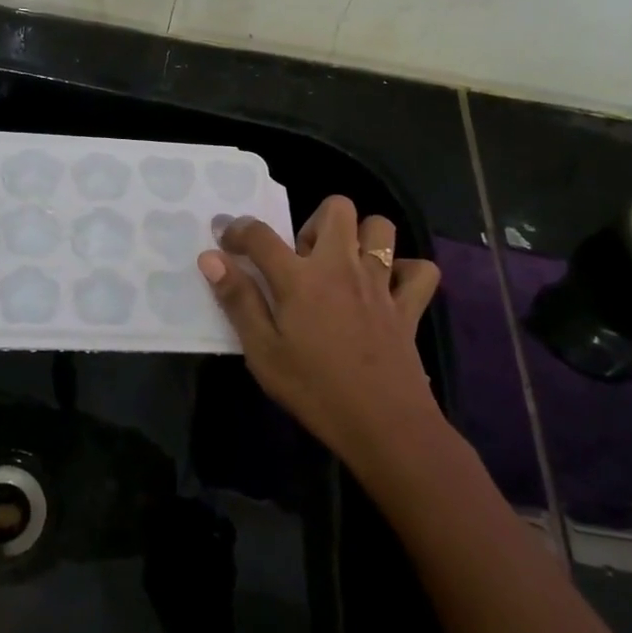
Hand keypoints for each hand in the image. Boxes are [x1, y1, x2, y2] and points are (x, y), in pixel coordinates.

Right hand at [197, 196, 441, 467]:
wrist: (384, 425)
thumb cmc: (314, 390)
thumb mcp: (262, 352)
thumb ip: (238, 300)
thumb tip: (211, 258)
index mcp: (300, 279)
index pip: (261, 235)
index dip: (238, 229)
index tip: (226, 239)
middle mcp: (342, 267)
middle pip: (336, 208)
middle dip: (314, 220)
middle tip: (301, 258)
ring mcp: (380, 283)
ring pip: (380, 227)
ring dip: (360, 237)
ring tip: (343, 266)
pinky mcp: (409, 305)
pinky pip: (420, 270)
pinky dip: (405, 271)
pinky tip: (388, 289)